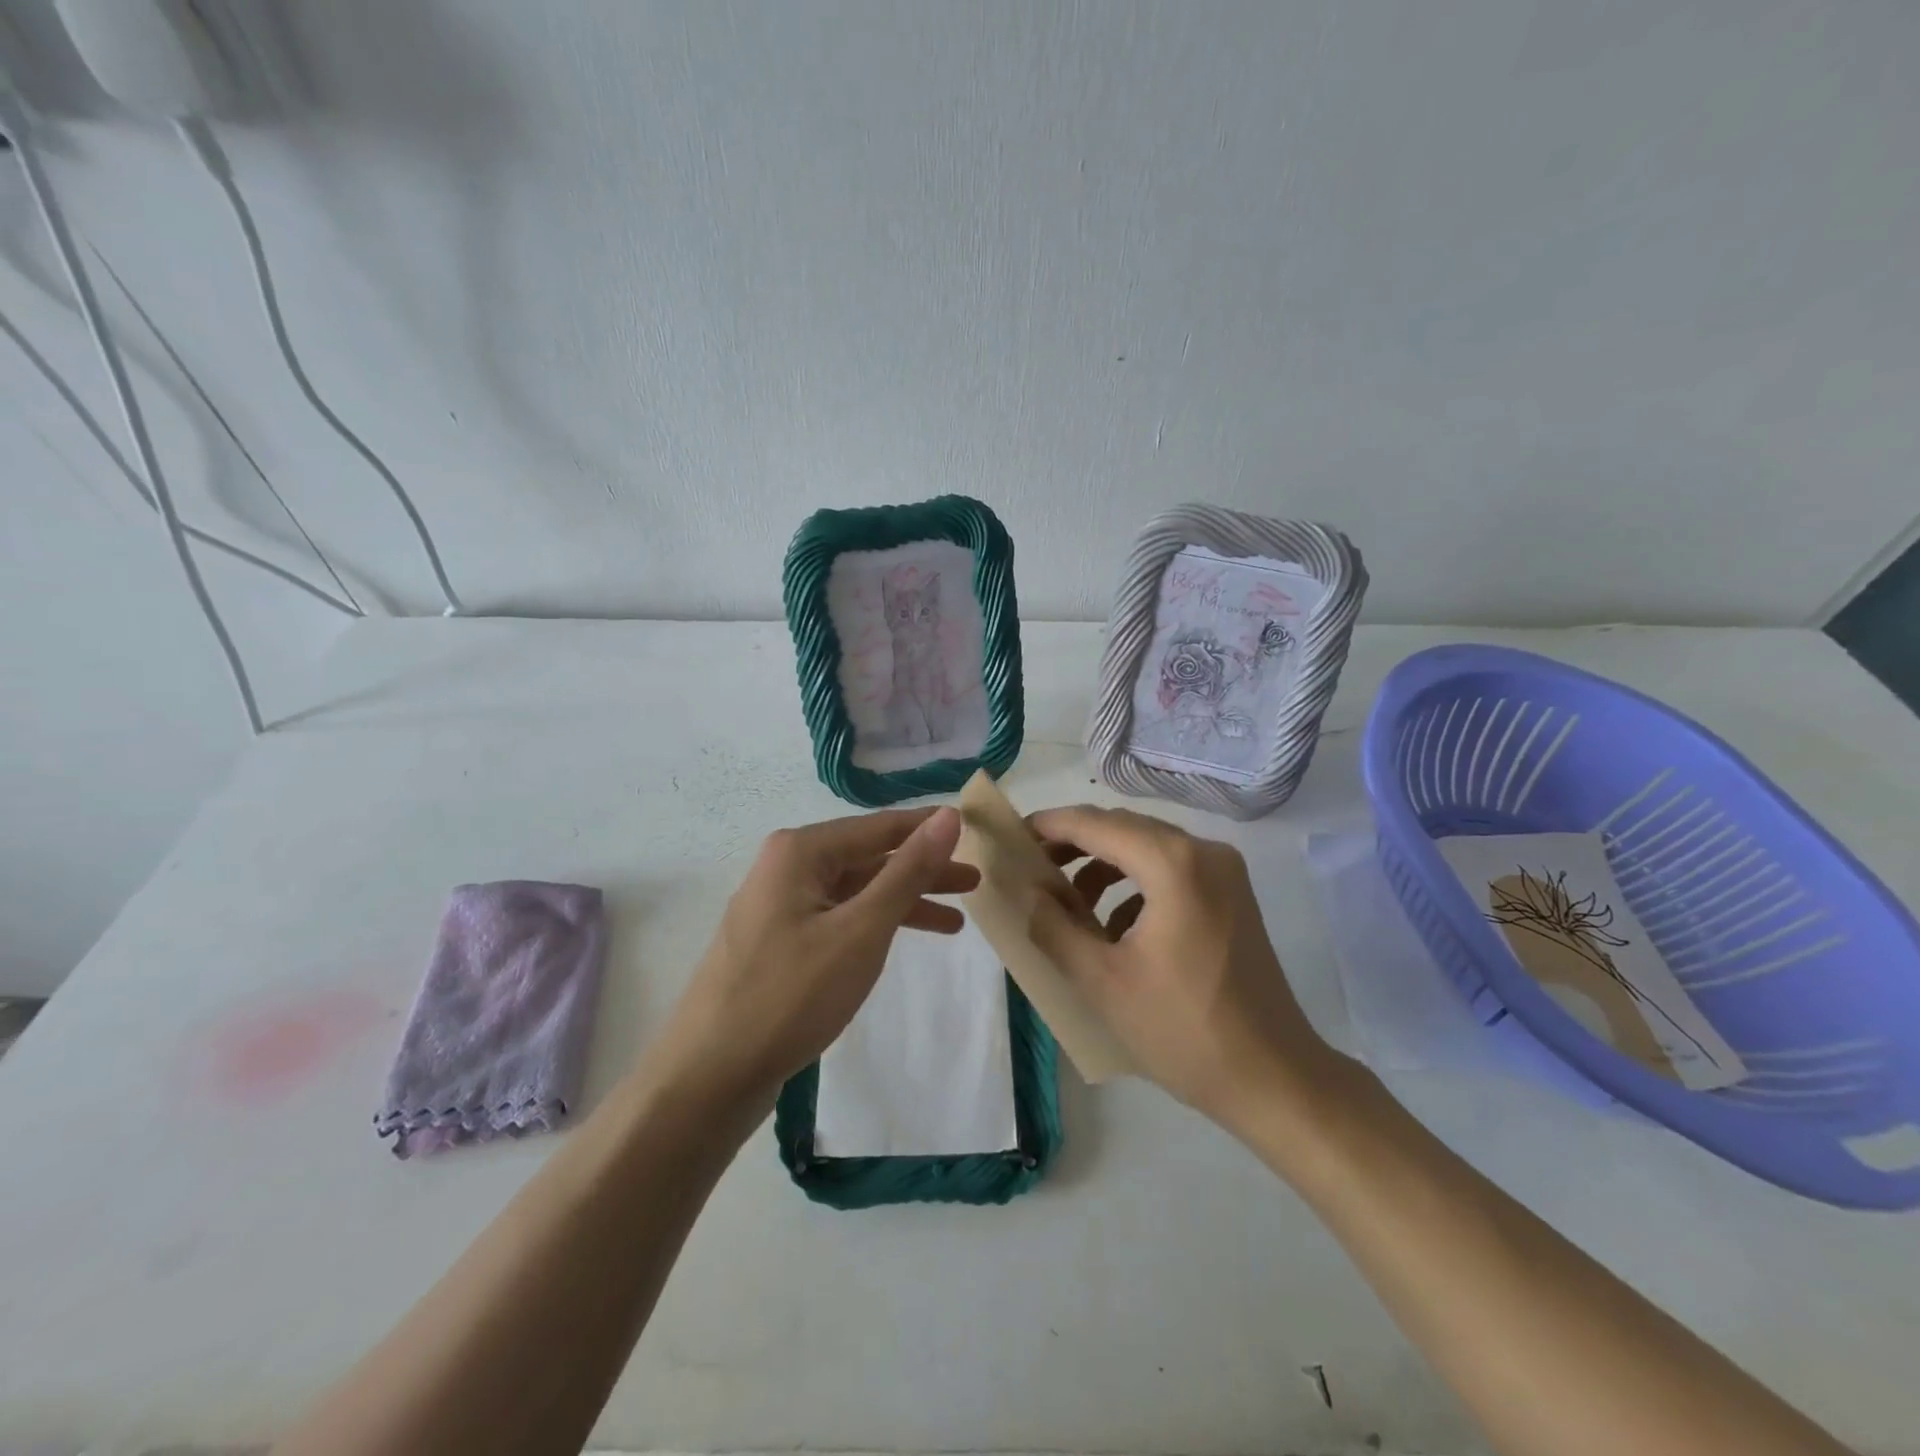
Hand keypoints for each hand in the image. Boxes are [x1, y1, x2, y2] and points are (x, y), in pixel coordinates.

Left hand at [651, 806, 978, 1111]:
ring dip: (902, 902)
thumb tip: (949, 816)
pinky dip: (873, 927)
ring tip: (956, 920)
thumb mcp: (862, 929)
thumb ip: (908, 871)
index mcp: (801, 851)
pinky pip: (838, 920)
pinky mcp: (778, 943)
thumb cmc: (791, 994)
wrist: (709, 1076)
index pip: (881, 826)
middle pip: (869, 859)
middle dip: (922, 871)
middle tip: (975, 883)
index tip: (974, 830)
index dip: (929, 828)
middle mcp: (786, 867)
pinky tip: (901, 941)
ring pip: (855, 892)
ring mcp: (779, 907)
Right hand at [1028, 804, 1335, 1128]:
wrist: (1275, 1078)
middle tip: (1033, 871)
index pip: (1096, 824)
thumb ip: (1054, 926)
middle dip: (1075, 845)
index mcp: (1173, 863)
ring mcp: (1225, 871)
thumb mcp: (1101, 980)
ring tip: (1069, 905)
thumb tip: (1027, 890)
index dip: (1050, 826)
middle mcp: (1204, 851)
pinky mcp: (1233, 895)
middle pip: (1124, 828)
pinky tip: (1115, 927)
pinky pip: (1172, 869)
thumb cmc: (1182, 1029)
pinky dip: (1135, 884)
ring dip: (1104, 866)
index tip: (1012, 836)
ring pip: (1148, 847)